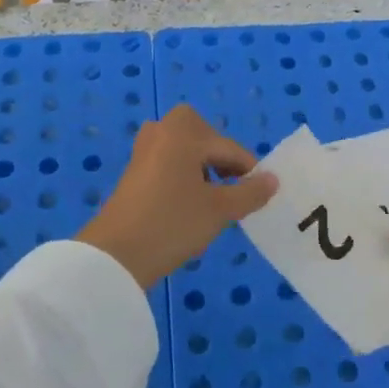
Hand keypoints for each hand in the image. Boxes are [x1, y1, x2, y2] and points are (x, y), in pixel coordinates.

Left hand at [78, 105, 275, 287]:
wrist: (115, 255)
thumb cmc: (173, 223)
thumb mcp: (220, 210)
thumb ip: (251, 192)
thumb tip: (273, 179)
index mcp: (184, 131)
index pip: (230, 149)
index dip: (249, 173)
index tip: (259, 198)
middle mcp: (162, 131)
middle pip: (207, 141)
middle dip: (223, 164)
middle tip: (233, 193)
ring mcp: (144, 150)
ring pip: (187, 153)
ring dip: (204, 172)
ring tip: (212, 203)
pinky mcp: (134, 172)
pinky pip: (170, 165)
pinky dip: (185, 178)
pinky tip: (188, 207)